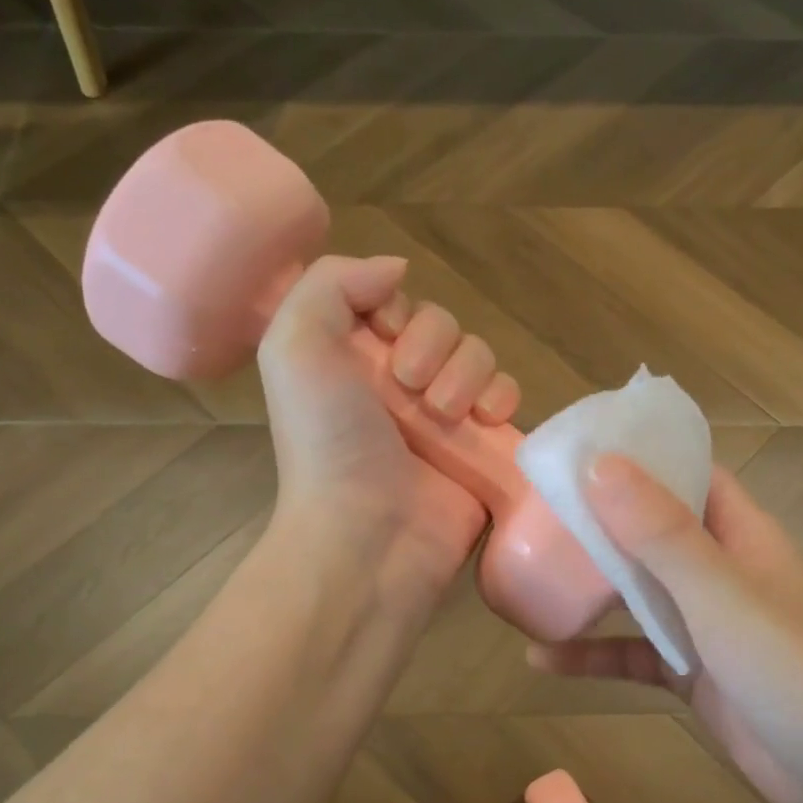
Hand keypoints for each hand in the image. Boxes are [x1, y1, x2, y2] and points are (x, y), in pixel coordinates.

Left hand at [258, 254, 519, 621]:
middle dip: (433, 345)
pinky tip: (487, 418)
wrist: (368, 534)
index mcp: (352, 360)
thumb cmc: (328, 441)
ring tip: (444, 414)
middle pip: (443, 325)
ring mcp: (444, 416)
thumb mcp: (295, 346)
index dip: (397, 309)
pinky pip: (507, 397)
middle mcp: (399, 384)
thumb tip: (396, 268)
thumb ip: (332, 284)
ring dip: (466, 373)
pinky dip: (503, 398)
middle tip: (410, 388)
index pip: (395, 303)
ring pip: (479, 355)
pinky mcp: (482, 447)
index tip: (384, 337)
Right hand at [527, 457, 802, 802]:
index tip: (577, 446)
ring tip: (529, 574)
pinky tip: (541, 660)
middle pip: (653, 529)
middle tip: (534, 508)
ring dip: (591, 586)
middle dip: (600, 518)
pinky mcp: (692, 674)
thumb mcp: (719, 593)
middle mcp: (721, 570)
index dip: (639, 454)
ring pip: (639, 592)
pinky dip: (593, 654)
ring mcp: (705, 624)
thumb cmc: (790, 668)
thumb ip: (660, 531)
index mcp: (740, 534)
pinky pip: (634, 653)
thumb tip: (599, 463)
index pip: (688, 473)